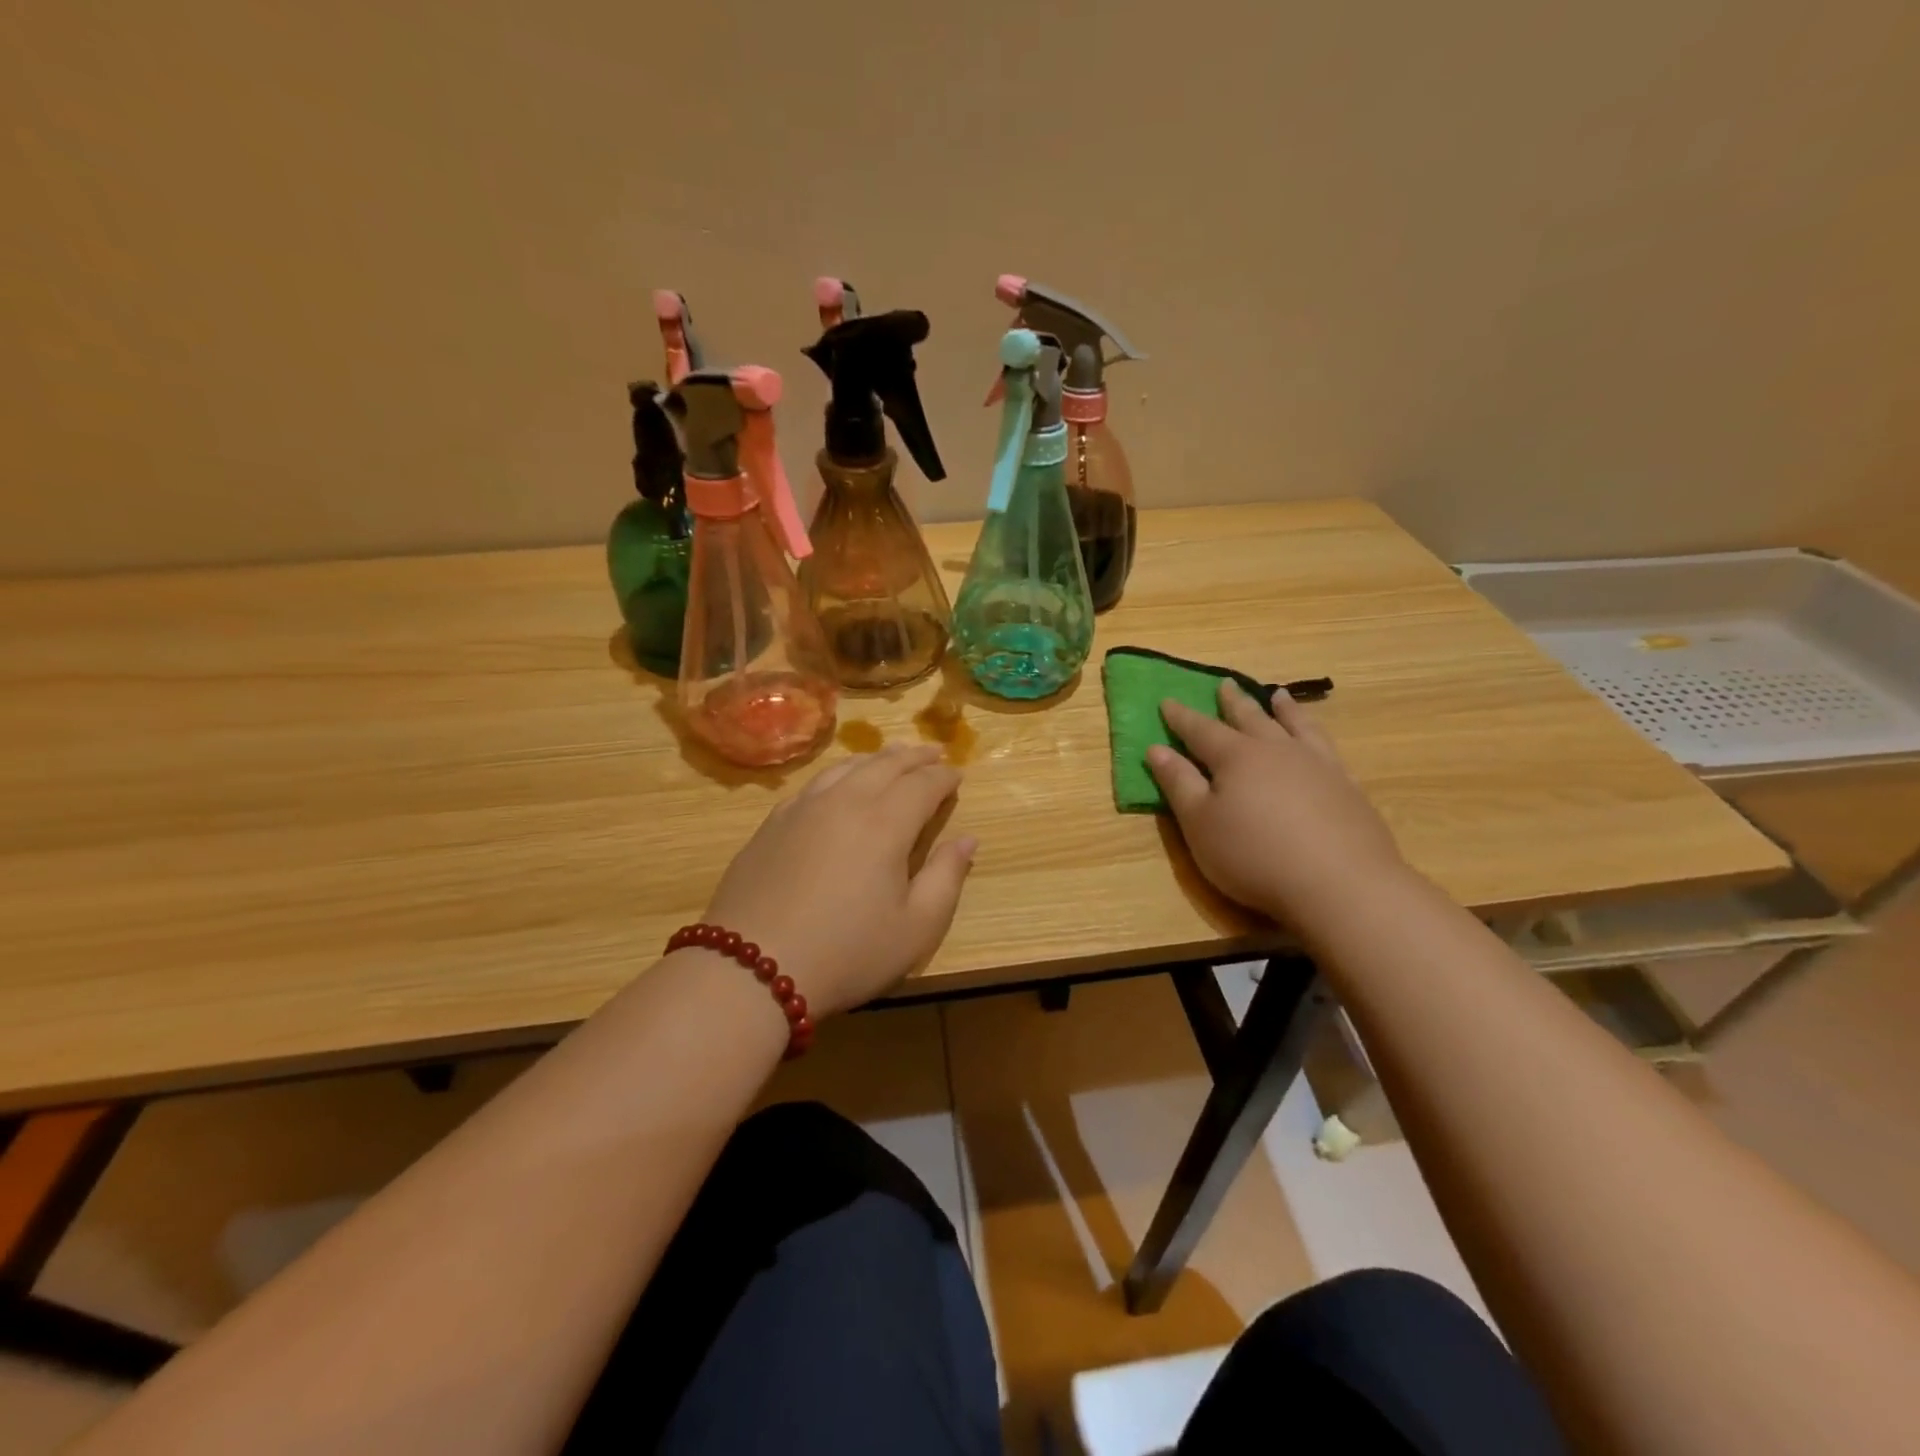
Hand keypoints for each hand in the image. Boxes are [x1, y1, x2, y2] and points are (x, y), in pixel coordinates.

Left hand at [702, 745, 976, 1017]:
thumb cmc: (846, 953)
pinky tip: (839, 784)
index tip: (958, 776)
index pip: (923, 784)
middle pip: (886, 765)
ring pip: (847, 767)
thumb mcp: (915, 928)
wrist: (750, 968)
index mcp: (886, 823)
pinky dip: (839, 773)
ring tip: (892, 758)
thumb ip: (946, 878)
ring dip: (876, 759)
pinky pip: (815, 783)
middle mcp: (845, 801)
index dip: (944, 777)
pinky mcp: (773, 822)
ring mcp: (803, 808)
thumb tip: (967, 839)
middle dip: (915, 757)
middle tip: (934, 753)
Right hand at [1148, 680, 1408, 930]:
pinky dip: (1315, 733)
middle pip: (1250, 718)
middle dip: (1233, 702)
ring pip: (1294, 725)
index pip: (1201, 730)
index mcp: (1235, 758)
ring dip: (1283, 709)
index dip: (1181, 717)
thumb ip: (1179, 784)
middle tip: (1225, 683)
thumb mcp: (1200, 824)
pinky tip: (1316, 739)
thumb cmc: (1254, 856)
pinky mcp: (1346, 786)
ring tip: (1277, 695)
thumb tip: (1156, 749)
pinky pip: (1326, 746)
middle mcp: (1276, 750)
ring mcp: (1316, 765)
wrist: (1340, 884)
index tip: (1167, 701)